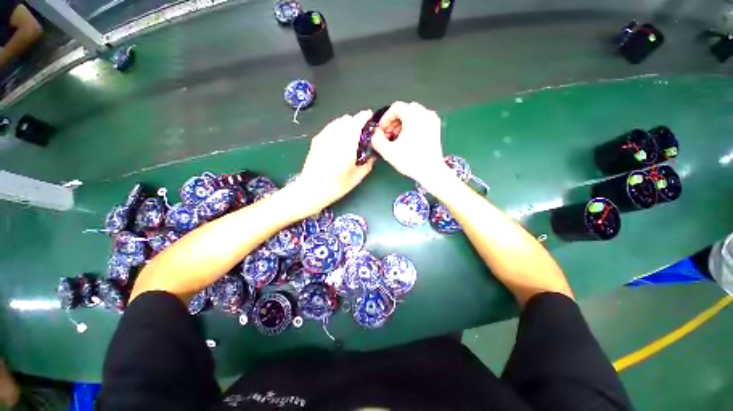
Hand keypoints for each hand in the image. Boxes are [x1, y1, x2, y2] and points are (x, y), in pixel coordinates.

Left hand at [292, 111, 375, 214]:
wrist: (311, 189)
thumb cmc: (336, 185)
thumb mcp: (357, 177)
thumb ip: (367, 164)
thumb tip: (372, 156)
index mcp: (347, 144)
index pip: (358, 121)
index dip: (366, 117)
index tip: (371, 119)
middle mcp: (335, 136)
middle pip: (348, 119)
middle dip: (357, 122)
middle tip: (362, 133)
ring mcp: (324, 136)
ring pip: (338, 121)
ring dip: (347, 125)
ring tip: (350, 137)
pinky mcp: (316, 139)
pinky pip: (330, 127)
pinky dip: (337, 128)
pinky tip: (339, 140)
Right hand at [372, 101, 450, 187]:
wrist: (431, 171)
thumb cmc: (410, 161)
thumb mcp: (387, 151)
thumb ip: (376, 139)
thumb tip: (374, 133)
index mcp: (413, 115)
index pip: (395, 107)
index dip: (385, 119)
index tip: (381, 131)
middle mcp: (425, 113)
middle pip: (404, 110)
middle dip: (393, 122)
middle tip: (388, 136)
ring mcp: (432, 120)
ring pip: (412, 115)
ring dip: (401, 124)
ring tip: (396, 139)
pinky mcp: (436, 128)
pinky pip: (420, 120)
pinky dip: (411, 126)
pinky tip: (407, 140)